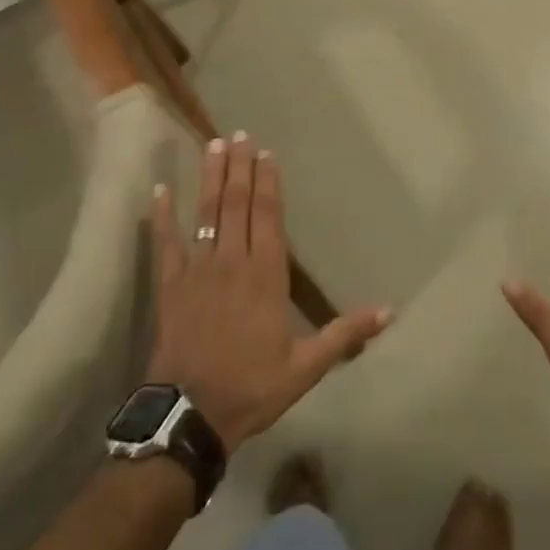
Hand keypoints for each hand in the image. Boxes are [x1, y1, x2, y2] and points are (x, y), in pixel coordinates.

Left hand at [147, 133, 391, 449]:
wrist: (191, 415)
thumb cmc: (252, 387)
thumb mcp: (306, 367)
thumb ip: (345, 334)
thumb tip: (389, 311)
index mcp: (266, 275)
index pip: (268, 217)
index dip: (268, 183)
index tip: (266, 154)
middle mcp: (233, 261)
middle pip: (237, 204)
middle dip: (239, 167)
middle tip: (239, 134)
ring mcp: (198, 270)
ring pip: (206, 213)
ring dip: (210, 178)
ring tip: (213, 145)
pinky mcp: (170, 285)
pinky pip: (166, 243)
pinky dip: (162, 216)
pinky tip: (159, 190)